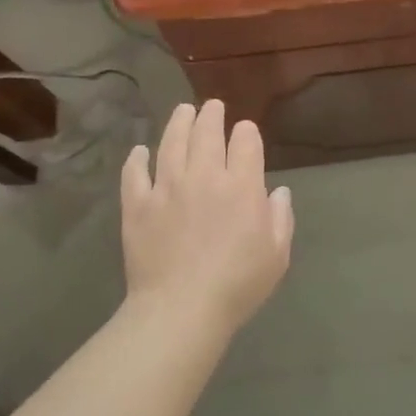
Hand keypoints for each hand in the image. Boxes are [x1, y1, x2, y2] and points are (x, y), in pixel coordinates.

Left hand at [121, 100, 294, 339]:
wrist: (181, 309)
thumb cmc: (237, 285)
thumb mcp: (277, 256)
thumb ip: (280, 219)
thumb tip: (278, 192)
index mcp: (241, 186)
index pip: (245, 142)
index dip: (246, 132)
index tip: (245, 131)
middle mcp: (204, 176)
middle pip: (206, 133)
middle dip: (211, 115)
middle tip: (212, 107)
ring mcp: (167, 188)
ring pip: (171, 143)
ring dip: (178, 123)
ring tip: (183, 112)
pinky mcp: (138, 205)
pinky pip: (134, 174)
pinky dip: (137, 159)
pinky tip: (139, 151)